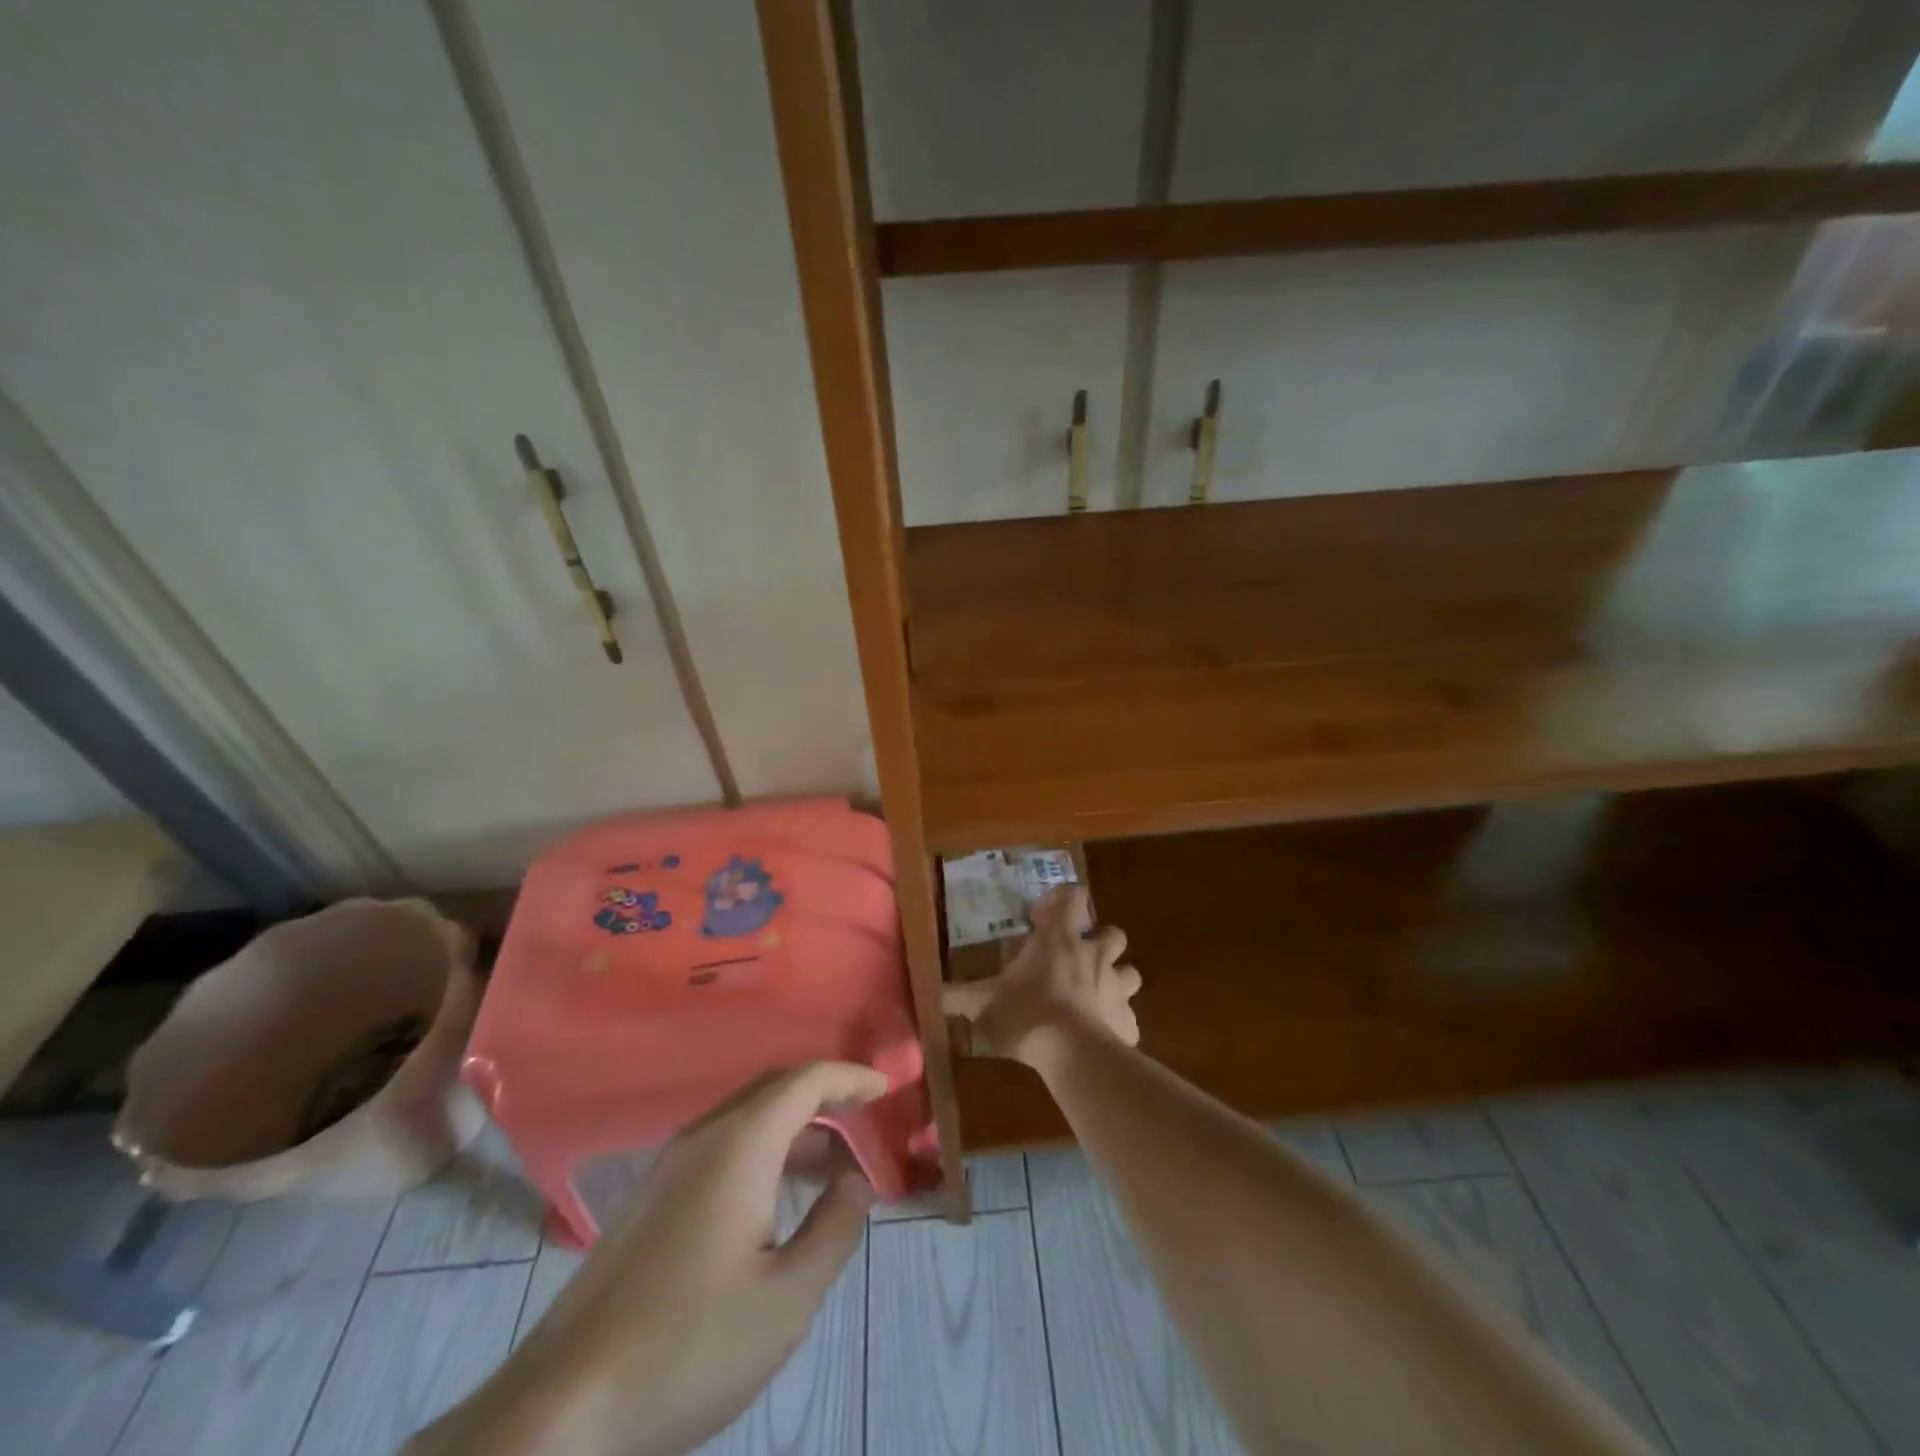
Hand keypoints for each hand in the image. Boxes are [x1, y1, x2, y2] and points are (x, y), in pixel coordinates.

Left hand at [409, 1061, 886, 1455]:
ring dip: (794, 1128)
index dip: (850, 1077)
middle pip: (774, 1090)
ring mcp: (669, 1169)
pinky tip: (774, 1202)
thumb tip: (856, 1181)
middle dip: (824, 1096)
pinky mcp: (649, 1203)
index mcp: (740, 1144)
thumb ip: (834, 1229)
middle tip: (865, 1118)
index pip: (805, 1081)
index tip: (886, 1087)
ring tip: (832, 1165)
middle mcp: (703, 1138)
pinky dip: (763, 1153)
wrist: (560, 1411)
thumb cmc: (687, 1347)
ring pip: (745, 1121)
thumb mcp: (787, 1299)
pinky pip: (721, 1150)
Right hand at [942, 884, 1141, 1066]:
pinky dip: (1117, 1022)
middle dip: (1099, 941)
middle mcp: (1094, 955)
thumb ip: (954, 995)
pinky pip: (1128, 1017)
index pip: (1073, 896)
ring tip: (1094, 995)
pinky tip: (1100, 1035)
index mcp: (1060, 939)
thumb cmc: (1026, 1014)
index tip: (1042, 918)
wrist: (1072, 1055)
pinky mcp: (1128, 1021)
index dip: (1062, 899)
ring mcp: (1117, 987)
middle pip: (1112, 933)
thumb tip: (926, 992)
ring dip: (1116, 978)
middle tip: (1075, 958)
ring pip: (1130, 972)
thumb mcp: (982, 1003)